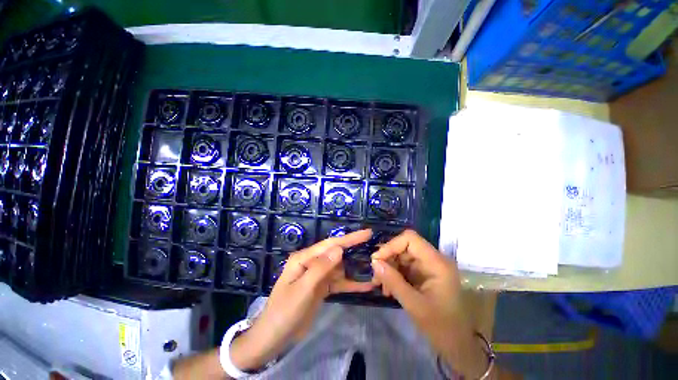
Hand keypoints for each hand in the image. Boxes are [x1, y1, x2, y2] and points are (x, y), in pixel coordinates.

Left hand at [230, 229, 375, 370]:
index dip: (349, 238)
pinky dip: (351, 283)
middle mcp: (312, 263)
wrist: (273, 338)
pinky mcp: (321, 287)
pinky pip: (338, 282)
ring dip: (355, 269)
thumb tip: (339, 249)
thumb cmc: (284, 312)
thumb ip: (320, 268)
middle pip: (337, 254)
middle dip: (355, 251)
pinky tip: (366, 285)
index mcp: (304, 258)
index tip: (367, 233)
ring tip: (374, 268)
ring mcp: (317, 275)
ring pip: (340, 268)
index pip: (330, 245)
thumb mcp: (302, 290)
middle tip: (375, 249)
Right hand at [371, 230, 487, 378]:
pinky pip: (404, 267)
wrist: (456, 345)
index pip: (410, 239)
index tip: (377, 260)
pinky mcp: (424, 274)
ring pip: (402, 257)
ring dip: (389, 268)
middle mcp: (434, 260)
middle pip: (404, 247)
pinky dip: (394, 275)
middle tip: (376, 276)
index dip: (391, 245)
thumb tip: (374, 262)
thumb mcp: (414, 305)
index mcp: (437, 263)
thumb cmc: (440, 327)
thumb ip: (393, 281)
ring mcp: (429, 267)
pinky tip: (388, 288)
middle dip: (388, 259)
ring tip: (380, 285)